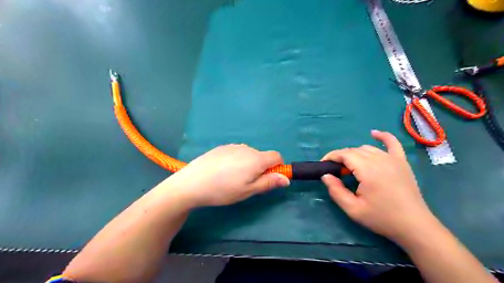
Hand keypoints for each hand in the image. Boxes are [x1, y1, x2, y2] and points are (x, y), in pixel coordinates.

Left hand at [161, 144, 286, 207]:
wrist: (192, 182)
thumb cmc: (223, 190)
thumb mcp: (248, 191)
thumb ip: (268, 183)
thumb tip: (286, 178)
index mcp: (256, 159)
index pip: (277, 156)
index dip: (278, 167)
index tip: (269, 178)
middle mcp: (247, 148)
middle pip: (262, 156)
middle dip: (261, 168)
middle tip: (247, 183)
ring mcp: (233, 146)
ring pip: (249, 154)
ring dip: (248, 164)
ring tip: (233, 178)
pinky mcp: (222, 147)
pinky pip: (236, 152)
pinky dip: (237, 160)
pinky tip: (223, 171)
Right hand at [323, 130, 433, 243]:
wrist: (414, 226)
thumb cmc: (381, 218)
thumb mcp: (353, 209)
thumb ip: (336, 191)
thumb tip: (325, 175)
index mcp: (367, 170)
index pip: (344, 154)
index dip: (331, 157)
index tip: (323, 165)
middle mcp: (380, 159)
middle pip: (354, 151)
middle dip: (341, 158)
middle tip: (336, 172)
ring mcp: (393, 159)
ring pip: (367, 148)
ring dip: (355, 154)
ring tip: (351, 167)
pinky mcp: (402, 162)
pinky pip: (392, 143)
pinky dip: (382, 136)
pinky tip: (374, 134)